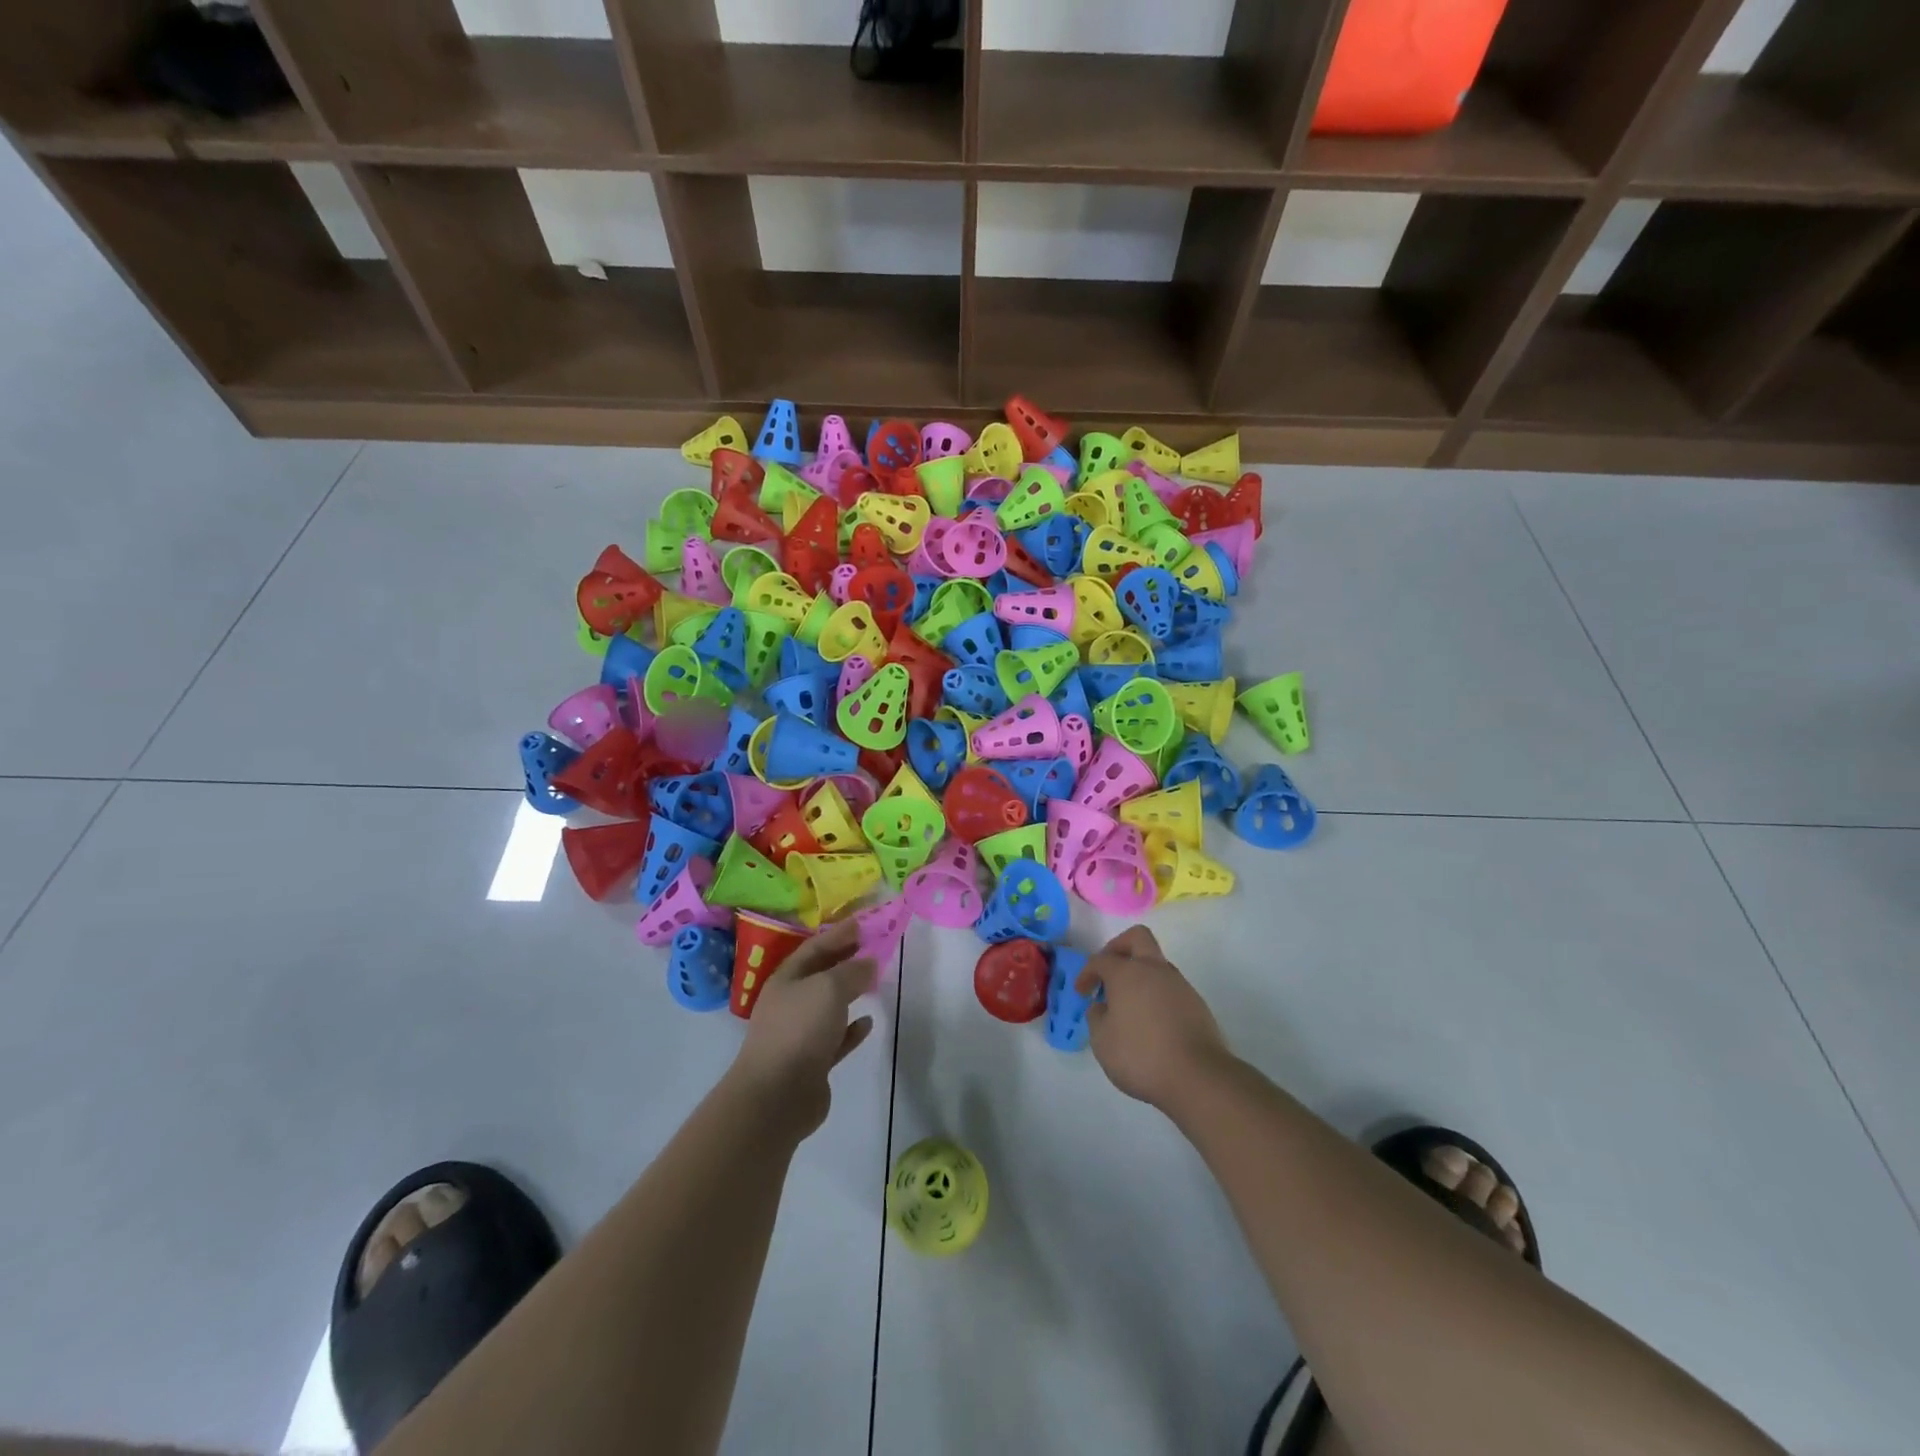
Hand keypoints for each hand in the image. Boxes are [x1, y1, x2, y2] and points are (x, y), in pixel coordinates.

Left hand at [730, 920, 875, 1137]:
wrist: (776, 1096)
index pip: (815, 948)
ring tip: (874, 980)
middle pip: (821, 975)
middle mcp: (790, 1003)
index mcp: (786, 980)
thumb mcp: (829, 988)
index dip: (838, 934)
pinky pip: (836, 1039)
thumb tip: (868, 962)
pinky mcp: (813, 1063)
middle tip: (872, 947)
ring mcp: (800, 1035)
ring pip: (829, 1006)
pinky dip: (852, 1029)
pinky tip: (868, 1022)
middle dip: (845, 960)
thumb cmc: (799, 1029)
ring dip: (850, 993)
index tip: (862, 923)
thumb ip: (852, 971)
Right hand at [1076, 925, 1232, 1109]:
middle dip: (1119, 947)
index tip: (1082, 992)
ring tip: (1128, 1005)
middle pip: (1137, 938)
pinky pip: (1170, 988)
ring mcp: (1179, 985)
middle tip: (1109, 971)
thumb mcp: (1102, 1041)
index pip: (1101, 959)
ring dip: (1139, 974)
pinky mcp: (1196, 1004)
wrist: (1198, 1077)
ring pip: (1156, 964)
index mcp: (1127, 973)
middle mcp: (1154, 970)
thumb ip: (1097, 1017)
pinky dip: (1156, 995)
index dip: (1087, 972)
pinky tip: (1150, 1022)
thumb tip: (1103, 1007)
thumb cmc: (1141, 1055)